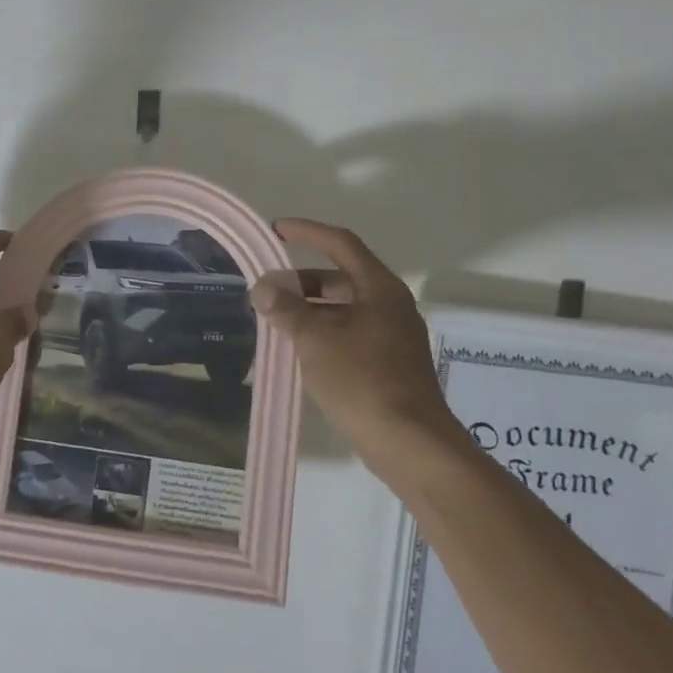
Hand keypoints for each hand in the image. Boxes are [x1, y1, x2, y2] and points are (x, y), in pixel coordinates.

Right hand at [251, 218, 459, 468]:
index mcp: (379, 288)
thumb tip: (263, 287)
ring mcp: (390, 336)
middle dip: (300, 281)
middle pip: (339, 278)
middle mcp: (389, 305)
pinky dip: (321, 333)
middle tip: (266, 291)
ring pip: (342, 310)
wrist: (409, 442)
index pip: (340, 244)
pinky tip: (297, 350)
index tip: (276, 229)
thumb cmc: (362, 379)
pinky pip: (347, 334)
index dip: (307, 232)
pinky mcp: (387, 364)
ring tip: (274, 321)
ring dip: (308, 310)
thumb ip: (286, 308)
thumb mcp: (315, 338)